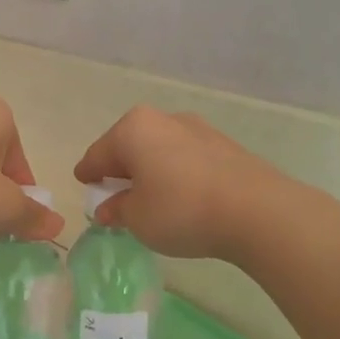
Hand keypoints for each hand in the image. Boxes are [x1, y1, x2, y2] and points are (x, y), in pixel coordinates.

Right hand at [74, 106, 280, 261]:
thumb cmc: (181, 210)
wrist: (257, 211)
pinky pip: (185, 158)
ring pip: (159, 150)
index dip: (87, 173)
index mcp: (133, 129)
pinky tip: (180, 196)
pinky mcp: (224, 145)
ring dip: (150, 170)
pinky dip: (175, 173)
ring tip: (150, 198)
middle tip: (114, 193)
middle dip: (120, 168)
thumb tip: (109, 208)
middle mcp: (163, 120)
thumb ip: (118, 210)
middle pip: (129, 146)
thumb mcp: (137, 218)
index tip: (83, 183)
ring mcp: (198, 129)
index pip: (98, 154)